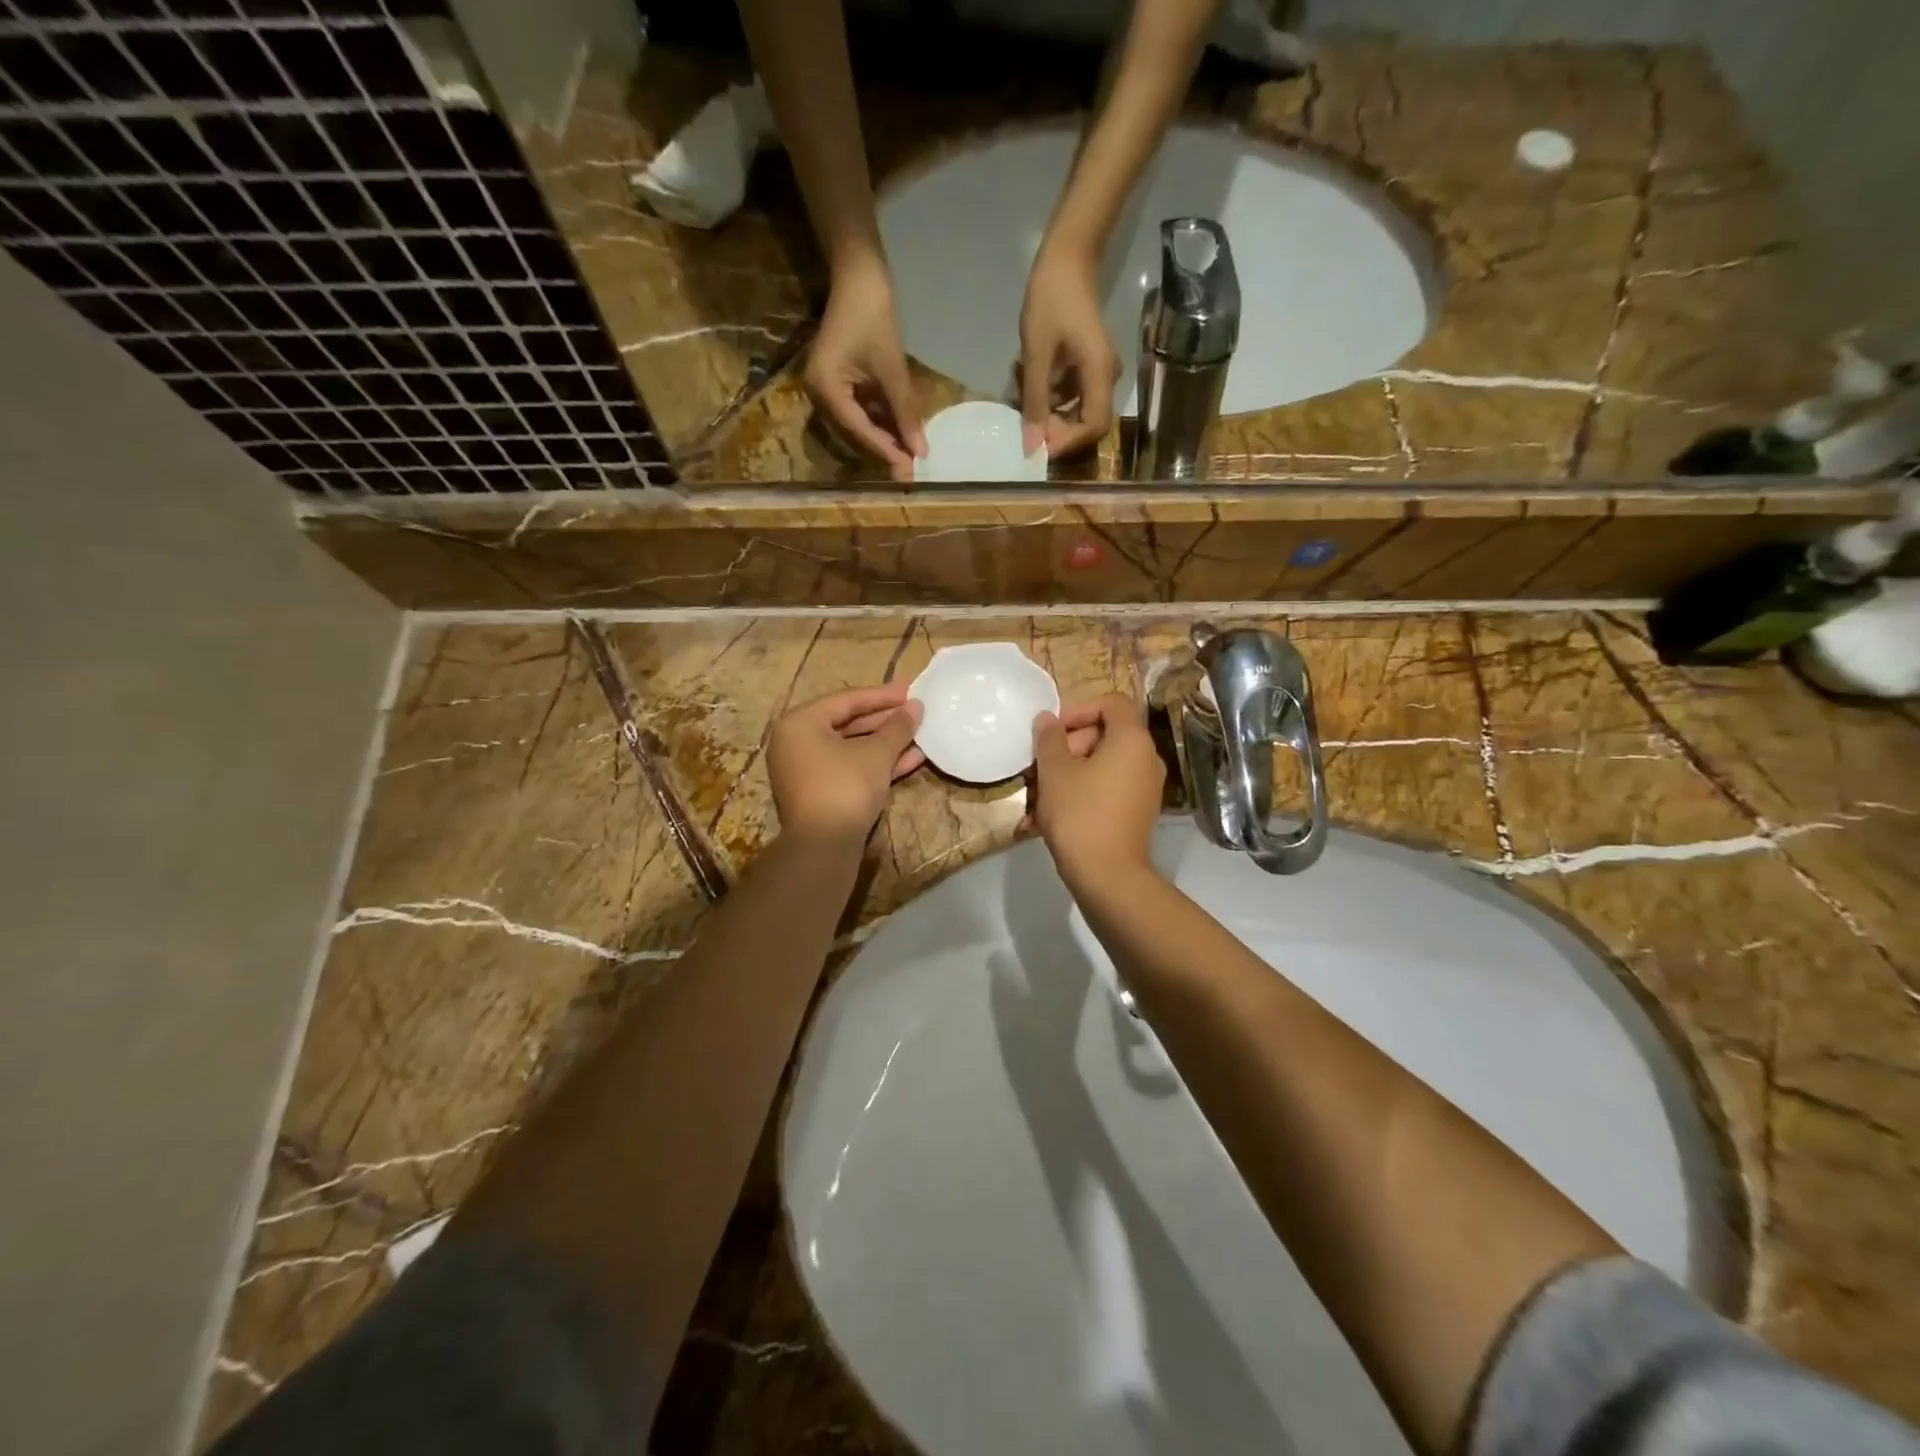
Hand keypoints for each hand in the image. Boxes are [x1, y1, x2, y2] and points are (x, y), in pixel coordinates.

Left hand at [768, 683, 924, 845]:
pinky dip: (876, 763)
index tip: (911, 690)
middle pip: (848, 723)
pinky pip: (850, 767)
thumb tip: (916, 707)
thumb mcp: (876, 754)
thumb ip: (897, 727)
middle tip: (916, 711)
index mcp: (800, 723)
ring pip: (852, 748)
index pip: (846, 700)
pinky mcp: (819, 792)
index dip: (882, 696)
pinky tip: (911, 759)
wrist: (823, 847)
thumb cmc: (845, 787)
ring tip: (920, 735)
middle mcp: (797, 742)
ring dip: (886, 743)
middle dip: (886, 720)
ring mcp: (806, 769)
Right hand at [806, 253, 926, 480]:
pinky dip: (881, 419)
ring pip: (859, 423)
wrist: (859, 274)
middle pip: (856, 432)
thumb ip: (905, 411)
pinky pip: (860, 409)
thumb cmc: (873, 315)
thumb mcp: (892, 368)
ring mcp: (826, 388)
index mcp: (825, 389)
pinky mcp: (837, 382)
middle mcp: (818, 394)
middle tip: (912, 470)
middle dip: (886, 449)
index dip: (887, 450)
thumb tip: (921, 450)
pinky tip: (902, 431)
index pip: (859, 430)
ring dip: (885, 436)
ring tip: (912, 454)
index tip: (910, 469)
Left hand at [1019, 239, 1117, 458]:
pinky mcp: (1088, 367)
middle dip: (1057, 431)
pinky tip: (1029, 380)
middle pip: (1088, 424)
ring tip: (1022, 395)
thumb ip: (1035, 400)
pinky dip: (1052, 396)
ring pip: (1078, 411)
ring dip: (1050, 412)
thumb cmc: (1052, 299)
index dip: (1068, 443)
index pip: (1094, 427)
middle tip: (1027, 422)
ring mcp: (1099, 372)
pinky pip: (1073, 395)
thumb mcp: (1036, 353)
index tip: (1039, 443)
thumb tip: (1032, 445)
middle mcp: (1107, 377)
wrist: (1068, 258)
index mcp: (1100, 373)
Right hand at [1030, 693, 1163, 885]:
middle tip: (1039, 766)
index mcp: (1132, 740)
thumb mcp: (1054, 770)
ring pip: (1101, 766)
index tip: (1052, 732)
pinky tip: (1047, 816)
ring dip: (1068, 773)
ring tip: (1036, 795)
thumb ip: (1049, 737)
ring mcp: (1145, 788)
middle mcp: (1147, 759)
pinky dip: (1081, 793)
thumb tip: (1047, 719)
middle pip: (1105, 735)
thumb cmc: (1079, 813)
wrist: (1107, 875)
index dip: (1078, 709)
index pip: (1111, 703)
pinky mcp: (1137, 813)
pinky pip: (1106, 790)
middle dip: (1067, 746)